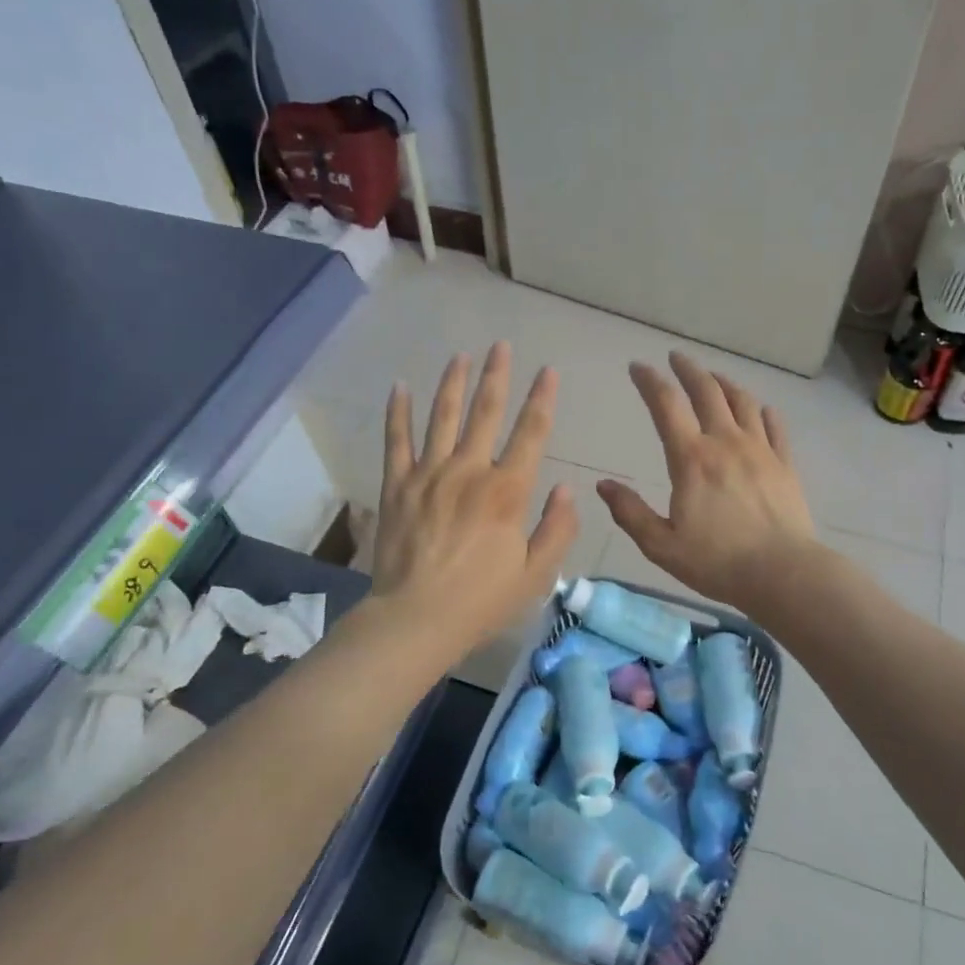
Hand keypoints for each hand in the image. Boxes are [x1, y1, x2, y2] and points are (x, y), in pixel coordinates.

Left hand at [370, 343, 578, 659]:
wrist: (416, 619)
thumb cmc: (482, 601)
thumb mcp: (536, 574)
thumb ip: (558, 528)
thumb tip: (568, 489)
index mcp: (508, 491)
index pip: (531, 433)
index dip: (542, 399)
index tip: (548, 371)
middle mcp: (470, 471)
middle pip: (486, 412)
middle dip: (496, 375)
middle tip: (501, 346)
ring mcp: (429, 474)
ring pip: (442, 416)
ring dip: (453, 383)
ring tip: (460, 356)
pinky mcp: (397, 485)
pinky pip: (397, 440)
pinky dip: (399, 412)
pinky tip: (400, 387)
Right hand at [596, 352, 818, 613]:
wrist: (783, 574)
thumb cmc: (717, 562)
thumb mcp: (661, 545)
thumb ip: (630, 512)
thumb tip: (603, 485)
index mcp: (691, 458)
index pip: (666, 405)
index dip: (649, 381)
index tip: (637, 367)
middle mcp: (726, 443)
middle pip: (707, 391)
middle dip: (688, 369)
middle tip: (676, 357)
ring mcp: (760, 450)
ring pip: (742, 402)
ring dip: (724, 383)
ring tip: (712, 377)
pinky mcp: (785, 464)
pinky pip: (774, 426)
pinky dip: (762, 411)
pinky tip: (759, 409)